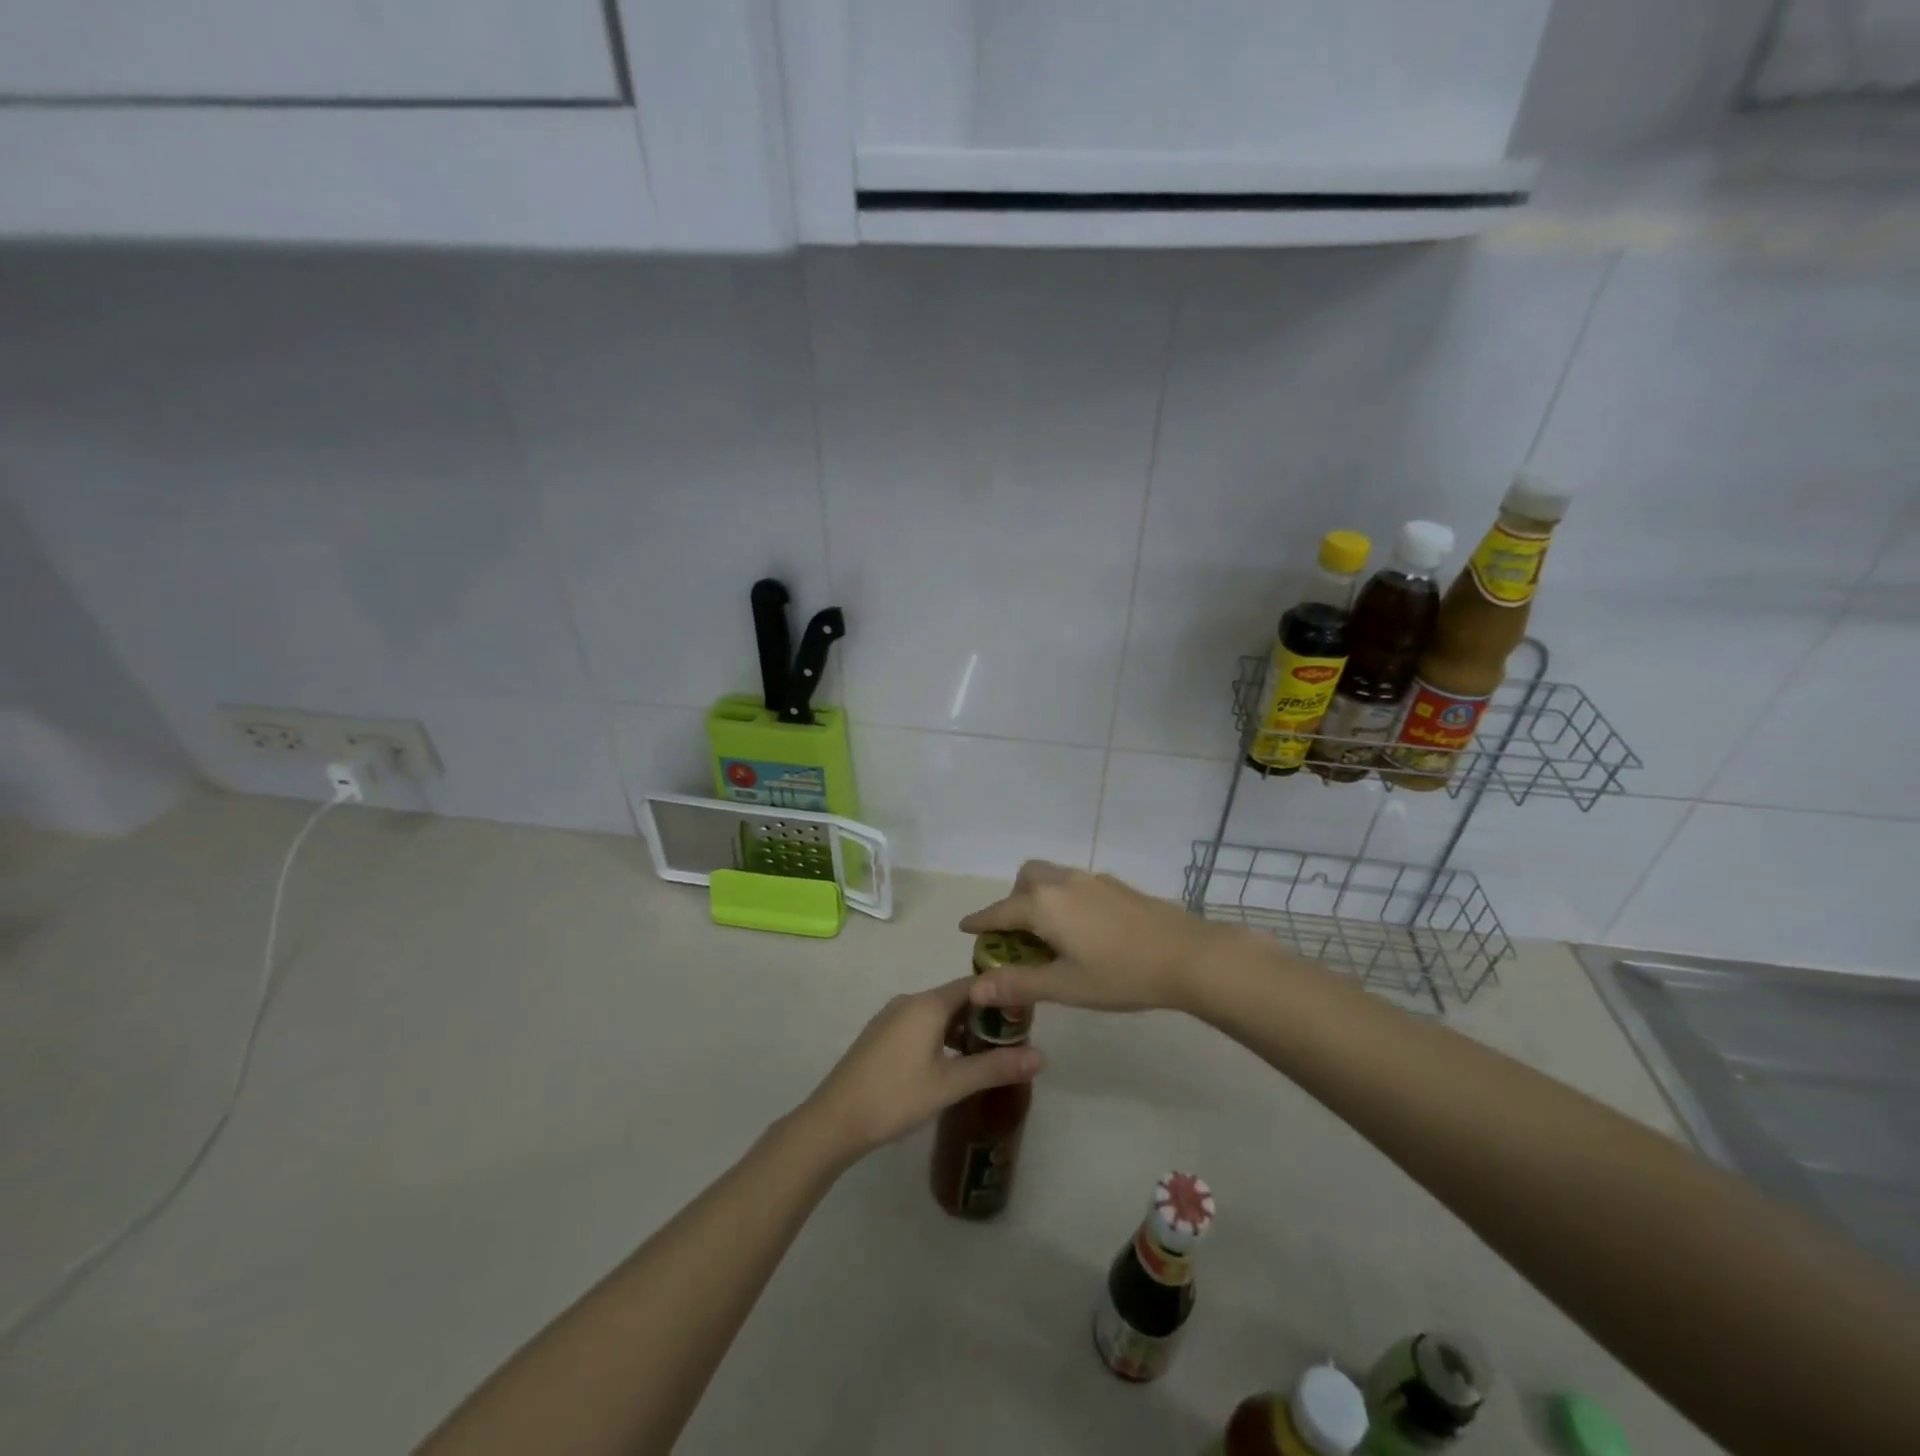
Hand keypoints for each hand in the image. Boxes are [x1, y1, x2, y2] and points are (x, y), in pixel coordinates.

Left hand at [799, 978, 1042, 1167]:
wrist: (834, 1119)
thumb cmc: (896, 1097)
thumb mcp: (950, 1085)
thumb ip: (995, 1067)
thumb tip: (1041, 1056)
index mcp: (928, 1004)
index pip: (974, 984)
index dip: (1001, 996)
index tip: (1024, 1016)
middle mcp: (910, 1000)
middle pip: (956, 997)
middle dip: (983, 1016)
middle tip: (1010, 1042)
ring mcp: (891, 1016)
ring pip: (936, 1013)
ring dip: (961, 1029)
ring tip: (984, 1057)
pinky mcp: (880, 1034)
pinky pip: (919, 1024)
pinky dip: (940, 1036)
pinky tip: (949, 1065)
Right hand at [959, 861, 1235, 1013]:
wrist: (1188, 956)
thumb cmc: (1121, 975)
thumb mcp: (1065, 986)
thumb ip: (1019, 983)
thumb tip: (975, 987)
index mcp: (1044, 904)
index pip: (1000, 911)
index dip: (980, 921)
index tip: (964, 927)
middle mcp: (1063, 883)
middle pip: (1026, 879)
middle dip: (1013, 900)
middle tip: (1017, 934)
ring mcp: (1092, 880)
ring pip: (1052, 877)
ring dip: (1039, 896)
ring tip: (1049, 933)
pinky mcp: (1116, 885)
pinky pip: (1075, 883)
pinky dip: (1064, 898)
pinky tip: (1083, 929)